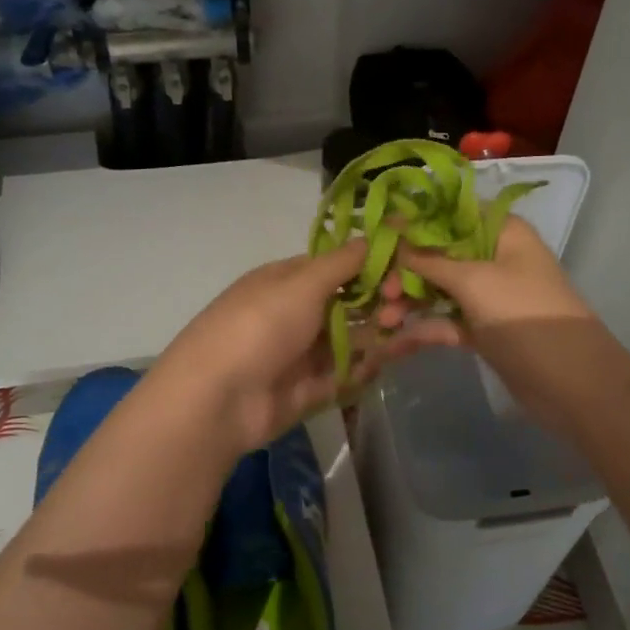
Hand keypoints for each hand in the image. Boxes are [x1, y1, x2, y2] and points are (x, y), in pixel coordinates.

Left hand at [152, 240, 460, 456]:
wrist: (218, 400)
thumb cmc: (259, 326)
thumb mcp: (302, 283)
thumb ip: (346, 261)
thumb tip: (384, 229)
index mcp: (289, 280)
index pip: (340, 265)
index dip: (374, 265)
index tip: (406, 267)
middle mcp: (299, 313)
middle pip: (352, 302)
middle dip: (382, 299)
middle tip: (402, 304)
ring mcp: (306, 352)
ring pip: (355, 337)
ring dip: (383, 330)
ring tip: (411, 328)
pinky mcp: (314, 388)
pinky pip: (350, 371)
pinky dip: (372, 363)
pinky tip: (398, 355)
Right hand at [375, 215, 594, 337]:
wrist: (573, 384)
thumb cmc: (524, 316)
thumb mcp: (473, 281)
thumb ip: (428, 259)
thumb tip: (393, 233)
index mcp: (501, 231)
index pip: (449, 214)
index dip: (412, 223)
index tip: (377, 236)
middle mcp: (494, 257)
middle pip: (439, 253)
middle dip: (406, 270)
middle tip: (381, 291)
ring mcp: (490, 295)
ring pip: (439, 289)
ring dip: (410, 302)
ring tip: (383, 322)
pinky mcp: (485, 329)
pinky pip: (447, 321)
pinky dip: (423, 329)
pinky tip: (393, 344)